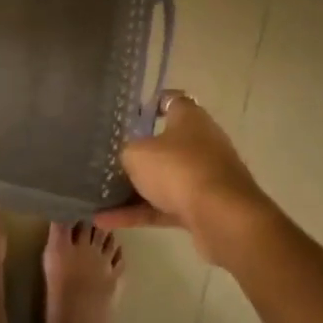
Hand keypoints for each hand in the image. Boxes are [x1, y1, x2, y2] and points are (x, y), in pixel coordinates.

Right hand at [96, 92, 271, 267]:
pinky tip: (106, 221)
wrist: (222, 218)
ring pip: (164, 179)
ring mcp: (204, 177)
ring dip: (134, 189)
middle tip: (110, 157)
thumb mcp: (138, 154)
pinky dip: (138, 214)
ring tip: (100, 195)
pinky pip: (163, 207)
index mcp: (190, 119)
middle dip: (140, 153)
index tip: (132, 113)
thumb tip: (130, 158)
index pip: (172, 101)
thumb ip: (128, 152)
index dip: (153, 104)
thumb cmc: (179, 169)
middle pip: (166, 144)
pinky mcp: (203, 208)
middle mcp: (201, 144)